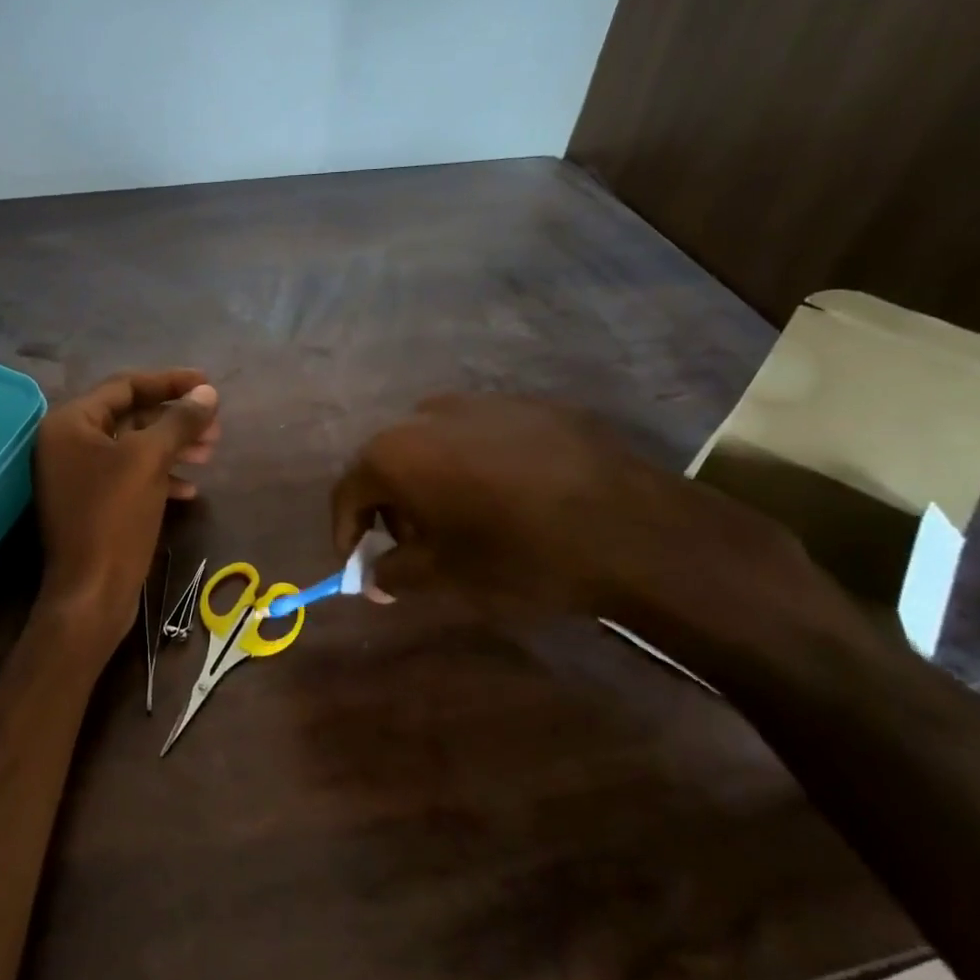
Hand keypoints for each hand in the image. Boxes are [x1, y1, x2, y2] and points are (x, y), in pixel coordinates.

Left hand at [34, 369, 219, 632]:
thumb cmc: (114, 517)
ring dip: (172, 447)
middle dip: (174, 419)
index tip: (207, 384)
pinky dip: (159, 477)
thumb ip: (178, 421)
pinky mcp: (91, 504)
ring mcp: (78, 476)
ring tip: (211, 452)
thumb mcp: (149, 460)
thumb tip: (207, 394)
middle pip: (130, 416)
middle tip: (215, 426)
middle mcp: (68, 444)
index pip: (125, 386)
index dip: (169, 382)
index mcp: (70, 424)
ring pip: (133, 448)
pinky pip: (129, 477)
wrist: (91, 593)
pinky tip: (190, 490)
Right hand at [330, 394, 805, 622]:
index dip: (345, 530)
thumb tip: (373, 578)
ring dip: (432, 481)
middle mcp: (427, 415)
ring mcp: (482, 402)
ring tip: (462, 520)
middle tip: (412, 545)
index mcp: (396, 453)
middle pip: (388, 461)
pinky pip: (481, 435)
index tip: (356, 561)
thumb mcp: (445, 576)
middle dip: (391, 505)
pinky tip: (509, 497)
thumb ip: (394, 573)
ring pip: (434, 444)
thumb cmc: (519, 555)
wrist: (633, 528)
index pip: (347, 489)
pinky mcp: (530, 404)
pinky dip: (475, 464)